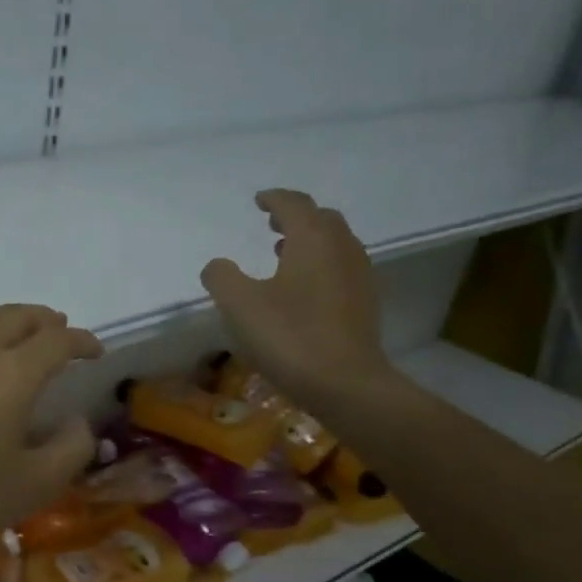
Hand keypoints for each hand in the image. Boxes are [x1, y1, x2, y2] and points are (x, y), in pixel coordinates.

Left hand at [0, 302, 102, 551]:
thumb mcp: (38, 483)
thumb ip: (72, 447)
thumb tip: (80, 422)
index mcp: (14, 373)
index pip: (57, 339)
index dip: (82, 340)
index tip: (95, 352)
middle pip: (18, 315)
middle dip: (46, 321)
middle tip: (61, 334)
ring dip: (6, 316)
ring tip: (16, 333)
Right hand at [200, 189, 392, 408]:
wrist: (344, 382)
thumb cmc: (288, 336)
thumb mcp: (239, 305)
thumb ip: (222, 277)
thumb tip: (217, 265)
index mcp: (312, 240)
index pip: (294, 205)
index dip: (274, 199)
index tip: (258, 200)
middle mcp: (341, 248)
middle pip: (321, 219)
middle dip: (295, 216)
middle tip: (272, 223)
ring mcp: (358, 275)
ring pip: (334, 243)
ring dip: (309, 240)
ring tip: (283, 253)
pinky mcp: (364, 303)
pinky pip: (340, 267)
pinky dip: (320, 264)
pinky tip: (303, 288)